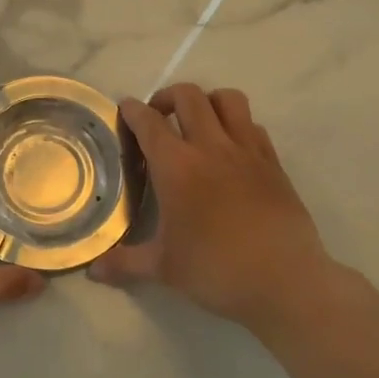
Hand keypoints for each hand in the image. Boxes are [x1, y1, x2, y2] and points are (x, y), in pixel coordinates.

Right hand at [89, 84, 341, 330]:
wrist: (285, 281)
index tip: (125, 109)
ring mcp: (247, 151)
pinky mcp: (274, 163)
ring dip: (207, 102)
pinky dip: (237, 125)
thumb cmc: (216, 270)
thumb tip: (93, 271)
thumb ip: (125, 263)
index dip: (132, 110)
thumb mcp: (164, 268)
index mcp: (176, 166)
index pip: (148, 122)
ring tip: (198, 123)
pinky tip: (230, 149)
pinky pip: (253, 125)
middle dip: (168, 96)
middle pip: (189, 97)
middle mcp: (210, 147)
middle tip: (158, 116)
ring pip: (228, 99)